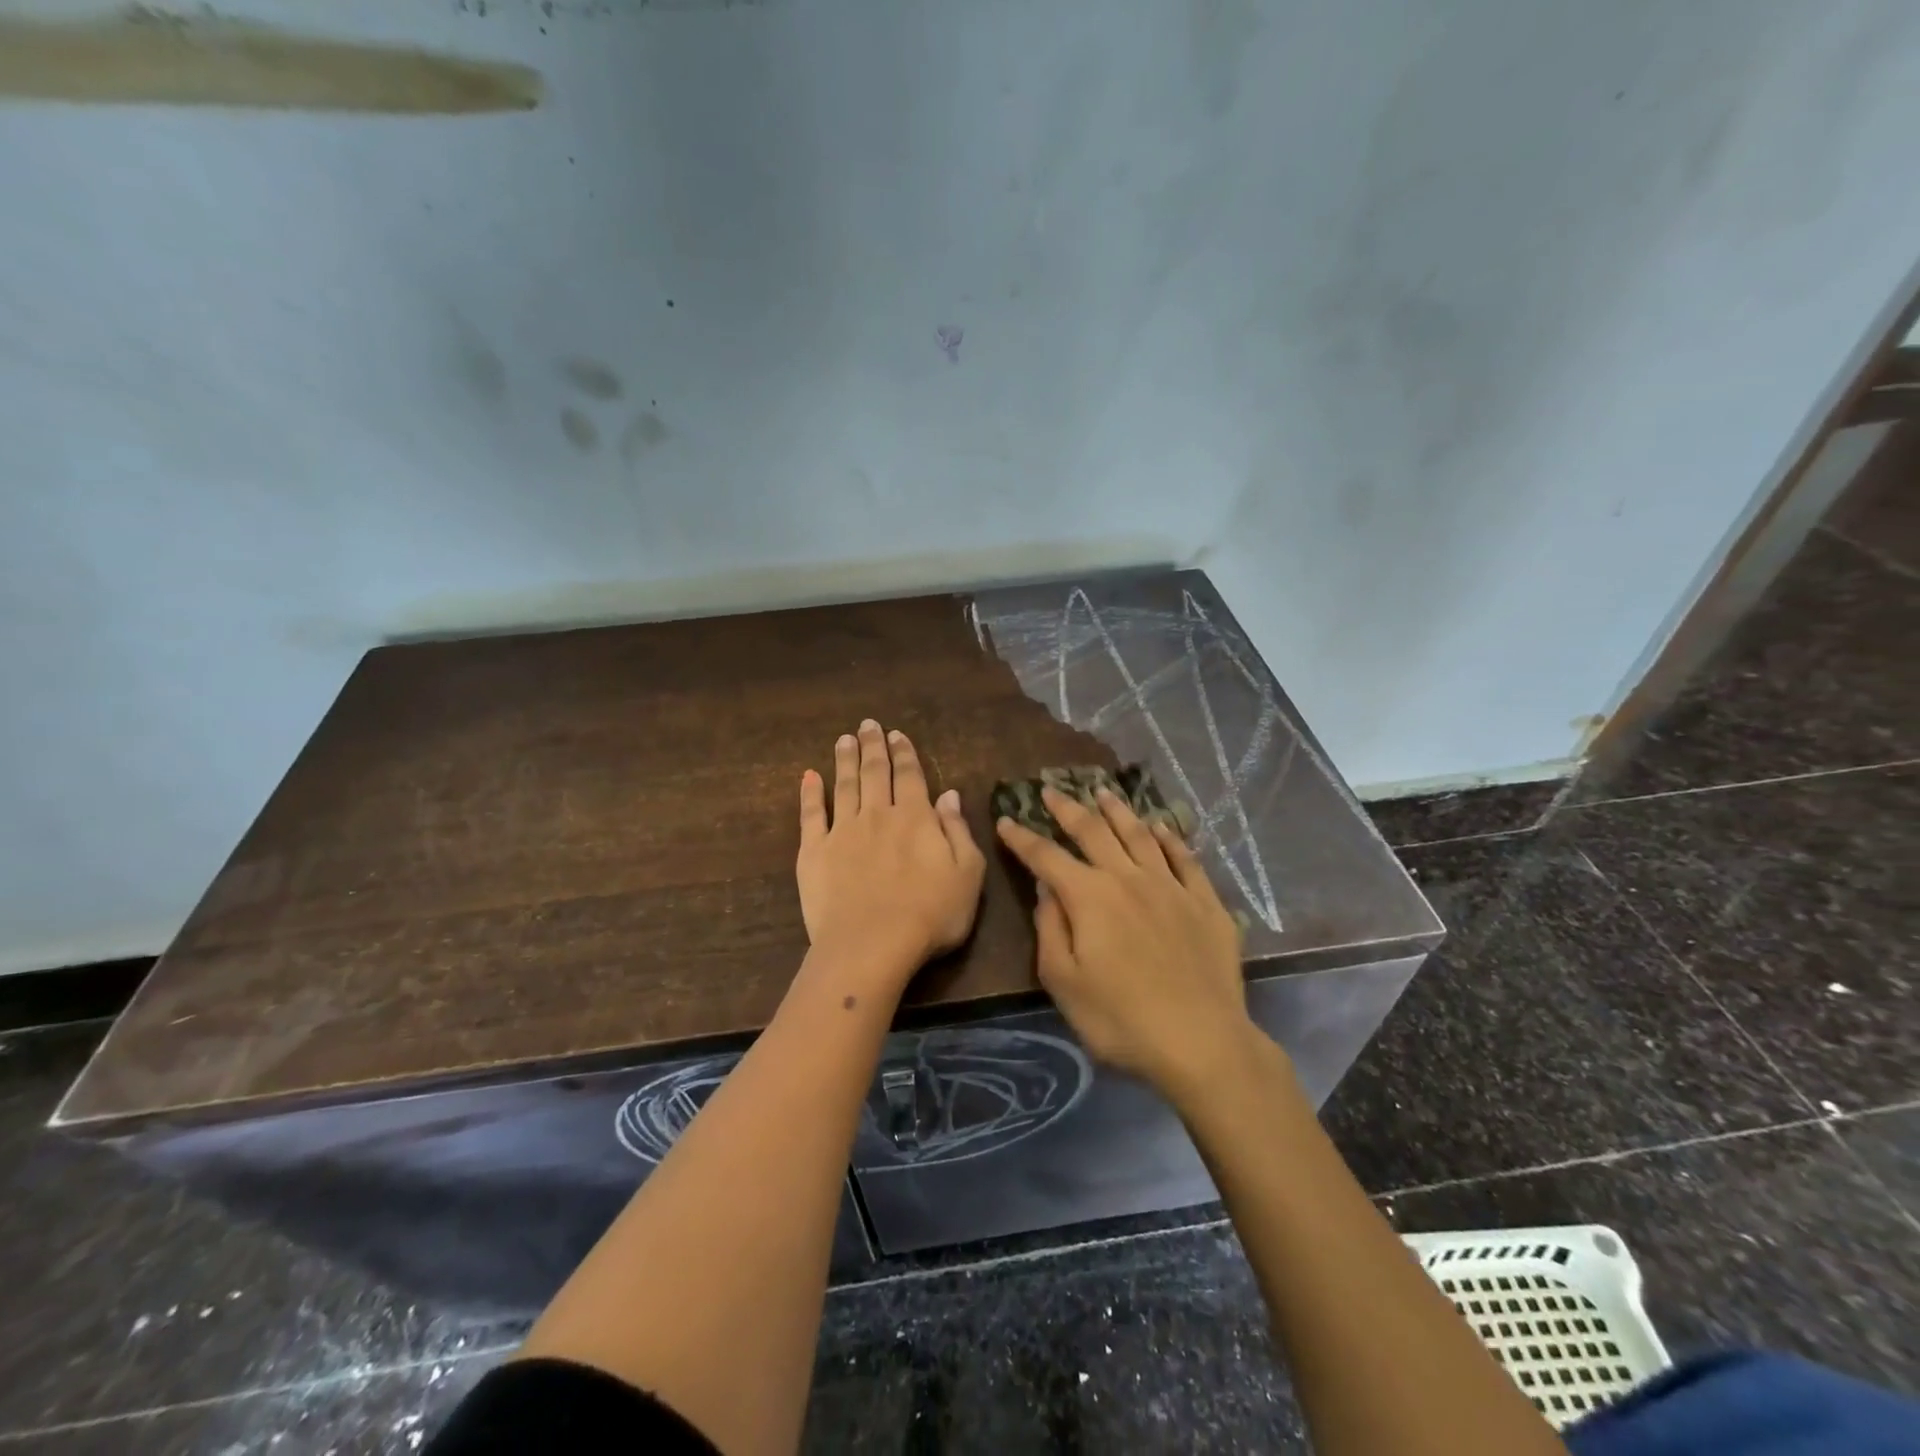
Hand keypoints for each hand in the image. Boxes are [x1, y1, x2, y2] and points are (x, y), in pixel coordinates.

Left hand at [796, 720, 985, 991]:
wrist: (872, 944)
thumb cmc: (930, 914)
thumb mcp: (967, 874)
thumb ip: (958, 830)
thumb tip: (949, 794)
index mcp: (916, 818)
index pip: (910, 776)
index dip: (904, 753)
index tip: (897, 733)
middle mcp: (878, 814)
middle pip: (875, 772)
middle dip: (873, 746)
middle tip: (868, 724)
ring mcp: (843, 831)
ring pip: (844, 785)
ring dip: (845, 760)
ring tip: (844, 739)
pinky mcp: (814, 851)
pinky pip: (811, 815)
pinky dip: (810, 793)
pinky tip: (809, 776)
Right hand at [996, 785, 1256, 1096]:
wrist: (1202, 1042)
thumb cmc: (1121, 1020)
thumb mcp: (1064, 982)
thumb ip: (1050, 928)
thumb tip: (1045, 887)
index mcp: (1090, 897)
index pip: (1046, 857)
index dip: (1023, 838)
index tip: (1006, 820)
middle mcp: (1128, 878)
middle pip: (1093, 831)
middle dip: (1067, 808)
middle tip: (1051, 790)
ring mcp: (1171, 886)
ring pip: (1139, 834)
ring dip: (1118, 810)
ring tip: (1103, 792)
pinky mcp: (1204, 902)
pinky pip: (1185, 858)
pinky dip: (1170, 837)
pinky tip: (1161, 827)